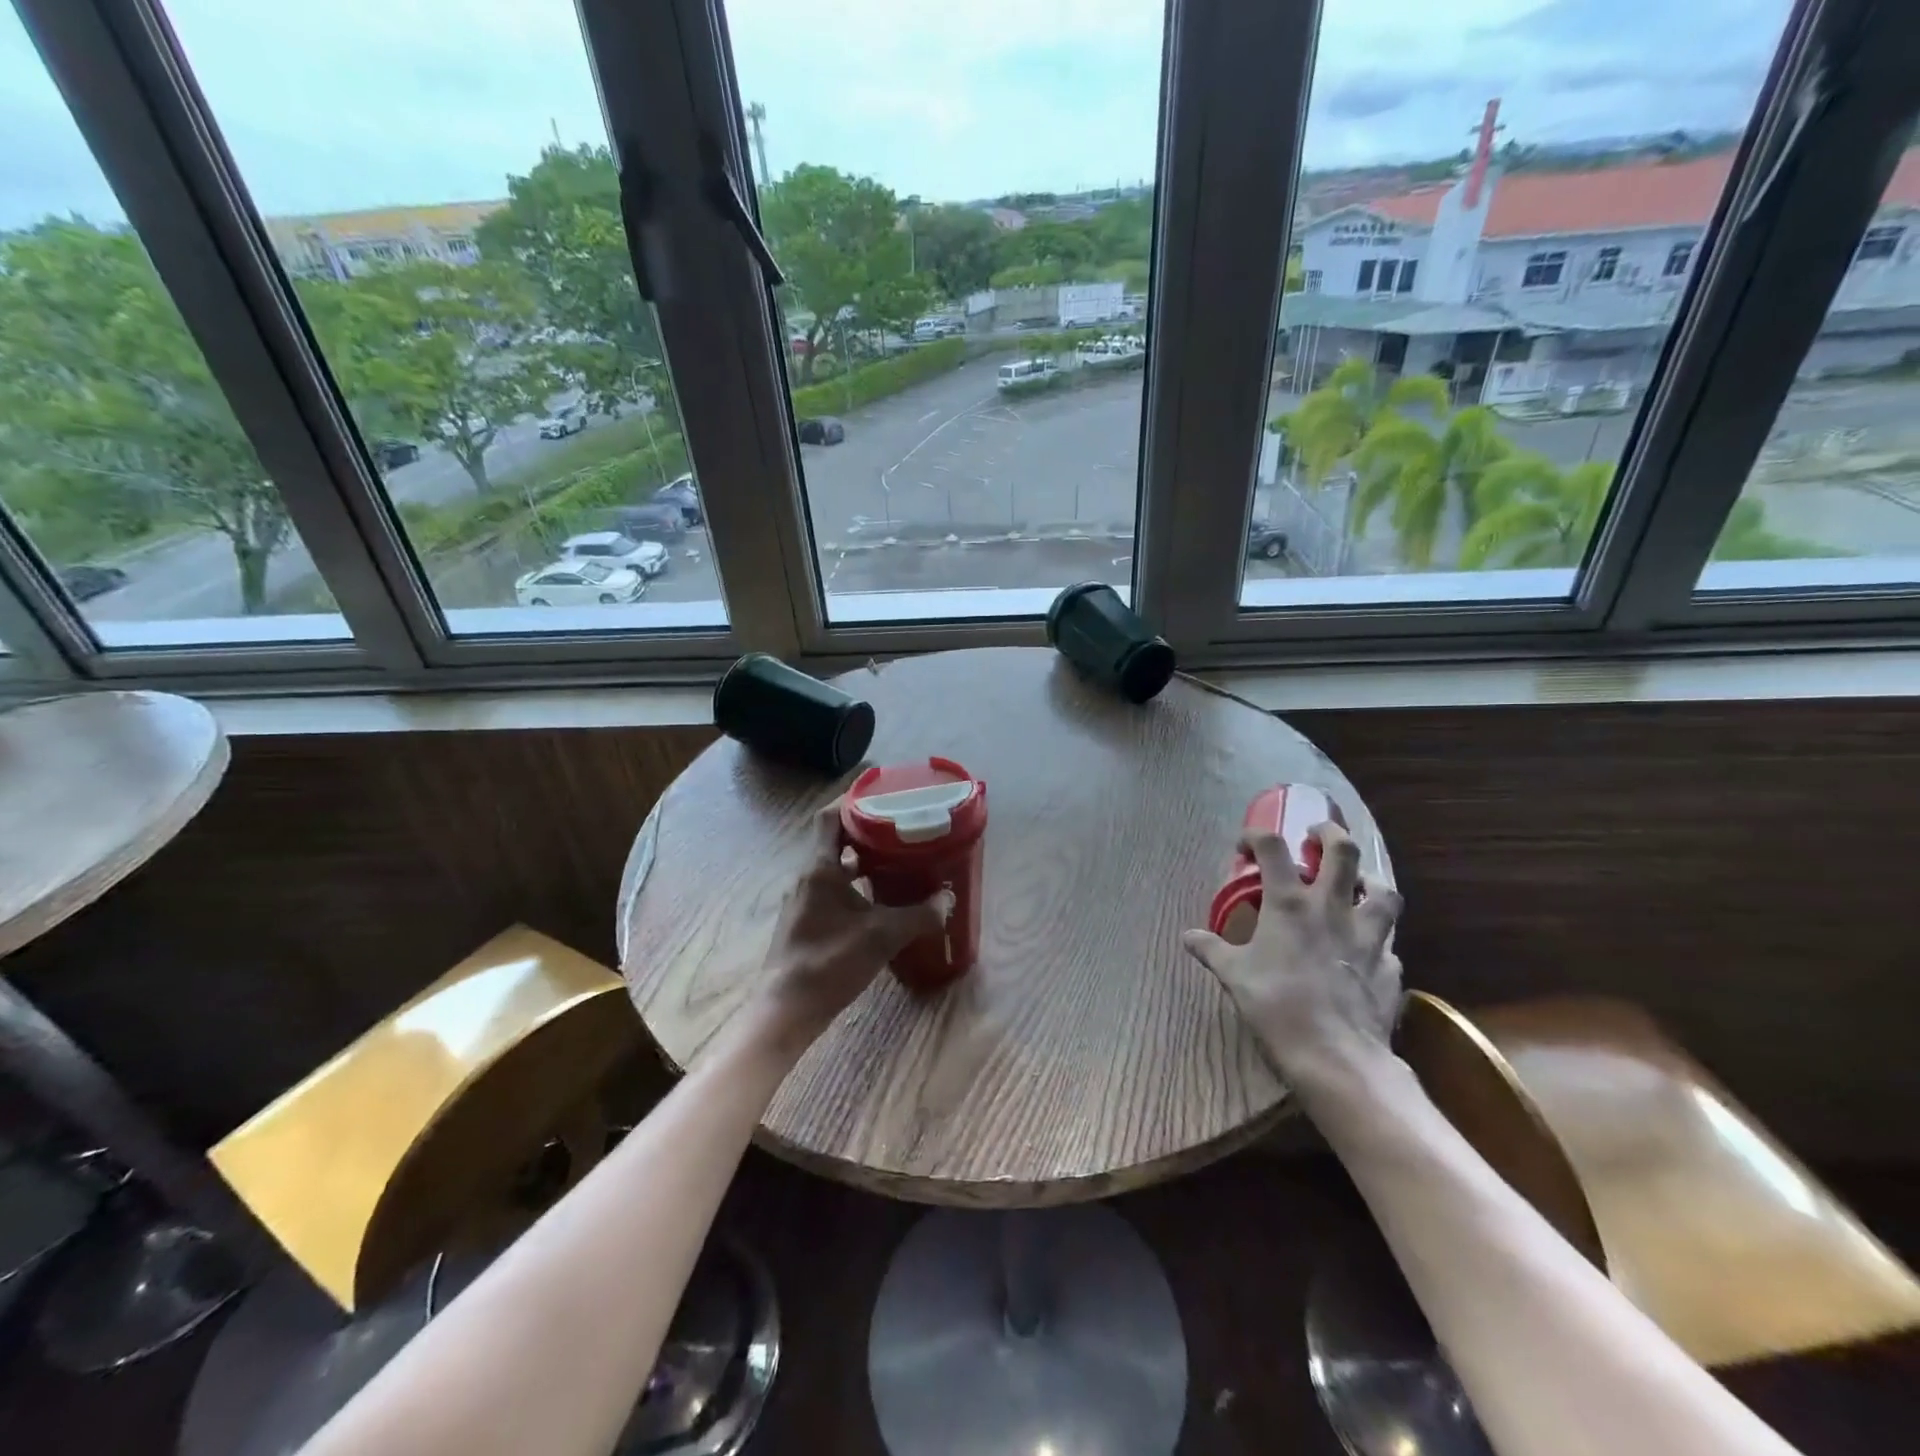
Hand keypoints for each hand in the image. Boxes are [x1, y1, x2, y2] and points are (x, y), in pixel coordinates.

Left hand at [756, 802, 954, 1049]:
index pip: (829, 817)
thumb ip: (919, 915)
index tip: (880, 794)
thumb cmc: (830, 963)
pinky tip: (879, 899)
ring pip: (834, 866)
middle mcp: (807, 877)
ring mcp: (804, 900)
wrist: (787, 1009)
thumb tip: (948, 900)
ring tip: (896, 858)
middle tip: (899, 826)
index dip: (852, 800)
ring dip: (861, 859)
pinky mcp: (806, 921)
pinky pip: (832, 888)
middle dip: (865, 829)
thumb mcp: (882, 936)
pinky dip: (855, 884)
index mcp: (820, 868)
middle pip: (834, 839)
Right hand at [1181, 821, 1403, 1090]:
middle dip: (1330, 833)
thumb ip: (1212, 949)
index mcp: (1289, 904)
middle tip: (1317, 835)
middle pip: (1342, 851)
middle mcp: (1333, 908)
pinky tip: (1365, 950)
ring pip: (1384, 890)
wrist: (1336, 1055)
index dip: (1256, 836)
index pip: (1272, 848)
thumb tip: (1188, 937)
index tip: (1244, 846)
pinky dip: (1377, 938)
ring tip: (1357, 885)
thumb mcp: (1234, 975)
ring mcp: (1368, 936)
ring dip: (1370, 880)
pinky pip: (1389, 941)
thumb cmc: (1276, 1005)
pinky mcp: (1390, 966)